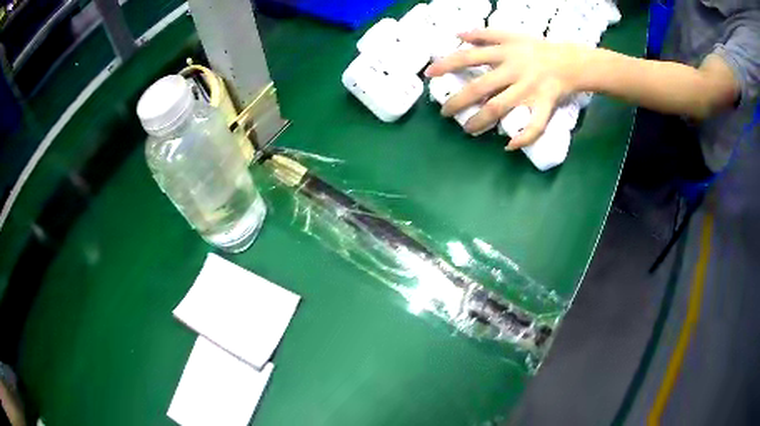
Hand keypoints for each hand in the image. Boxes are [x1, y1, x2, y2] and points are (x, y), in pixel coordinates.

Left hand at [425, 29, 590, 148]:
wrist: (570, 61)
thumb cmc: (537, 48)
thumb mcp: (510, 34)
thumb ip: (483, 34)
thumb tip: (456, 34)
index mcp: (504, 53)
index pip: (469, 56)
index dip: (447, 64)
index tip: (429, 75)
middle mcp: (513, 70)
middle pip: (481, 87)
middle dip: (459, 101)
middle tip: (445, 113)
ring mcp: (529, 89)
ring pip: (501, 106)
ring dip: (482, 120)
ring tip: (468, 129)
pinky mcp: (545, 104)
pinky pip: (536, 124)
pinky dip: (524, 136)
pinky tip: (509, 146)